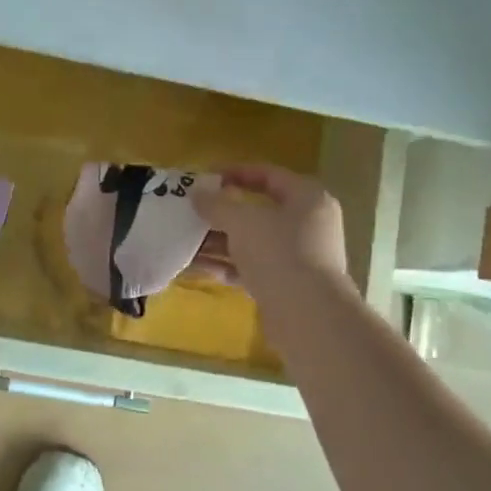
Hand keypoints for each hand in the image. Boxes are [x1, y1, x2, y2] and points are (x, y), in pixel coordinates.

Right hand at [190, 165, 349, 310]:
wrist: (307, 317)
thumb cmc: (279, 253)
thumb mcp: (243, 221)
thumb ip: (217, 204)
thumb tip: (197, 193)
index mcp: (307, 199)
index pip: (268, 175)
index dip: (235, 173)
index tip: (204, 177)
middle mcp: (307, 225)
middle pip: (258, 211)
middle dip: (221, 212)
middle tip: (190, 211)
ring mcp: (297, 257)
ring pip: (251, 242)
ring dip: (218, 240)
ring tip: (183, 239)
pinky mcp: (284, 286)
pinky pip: (249, 268)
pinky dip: (225, 265)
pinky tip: (194, 266)